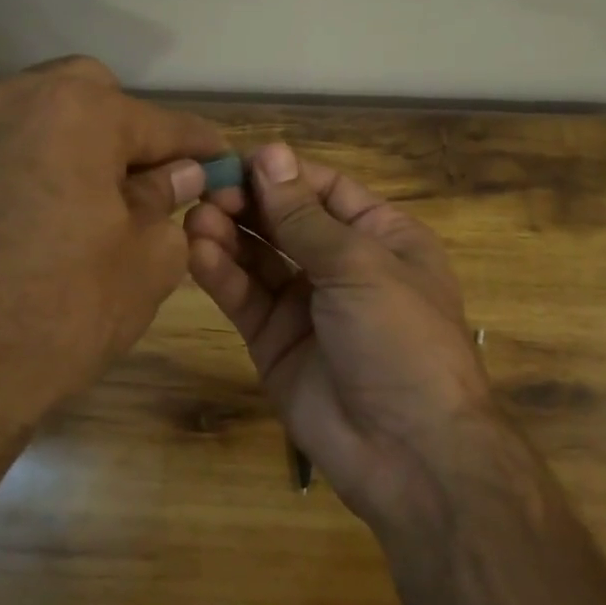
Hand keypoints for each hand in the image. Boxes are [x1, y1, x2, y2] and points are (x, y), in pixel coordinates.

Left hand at [0, 57, 225, 424]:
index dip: (199, 146)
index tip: (224, 161)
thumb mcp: (145, 259)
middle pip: (96, 98)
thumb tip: (181, 176)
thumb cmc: (64, 309)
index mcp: (80, 111)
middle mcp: (19, 98)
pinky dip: (45, 162)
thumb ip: (167, 201)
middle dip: (132, 132)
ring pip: (49, 115)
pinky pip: (14, 144)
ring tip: (107, 198)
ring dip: (85, 144)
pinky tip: (59, 209)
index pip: (161, 123)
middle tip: (154, 182)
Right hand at [184, 142, 499, 535]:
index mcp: (381, 237)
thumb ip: (304, 216)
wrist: (409, 451)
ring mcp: (306, 305)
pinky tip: (198, 254)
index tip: (236, 160)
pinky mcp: (275, 342)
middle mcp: (342, 265)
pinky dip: (222, 276)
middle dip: (249, 204)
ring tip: (197, 219)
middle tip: (207, 192)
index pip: (324, 190)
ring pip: (260, 258)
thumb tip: (270, 153)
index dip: (282, 173)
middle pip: (286, 221)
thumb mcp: (359, 266)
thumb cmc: (401, 338)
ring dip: (229, 236)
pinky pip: (246, 299)